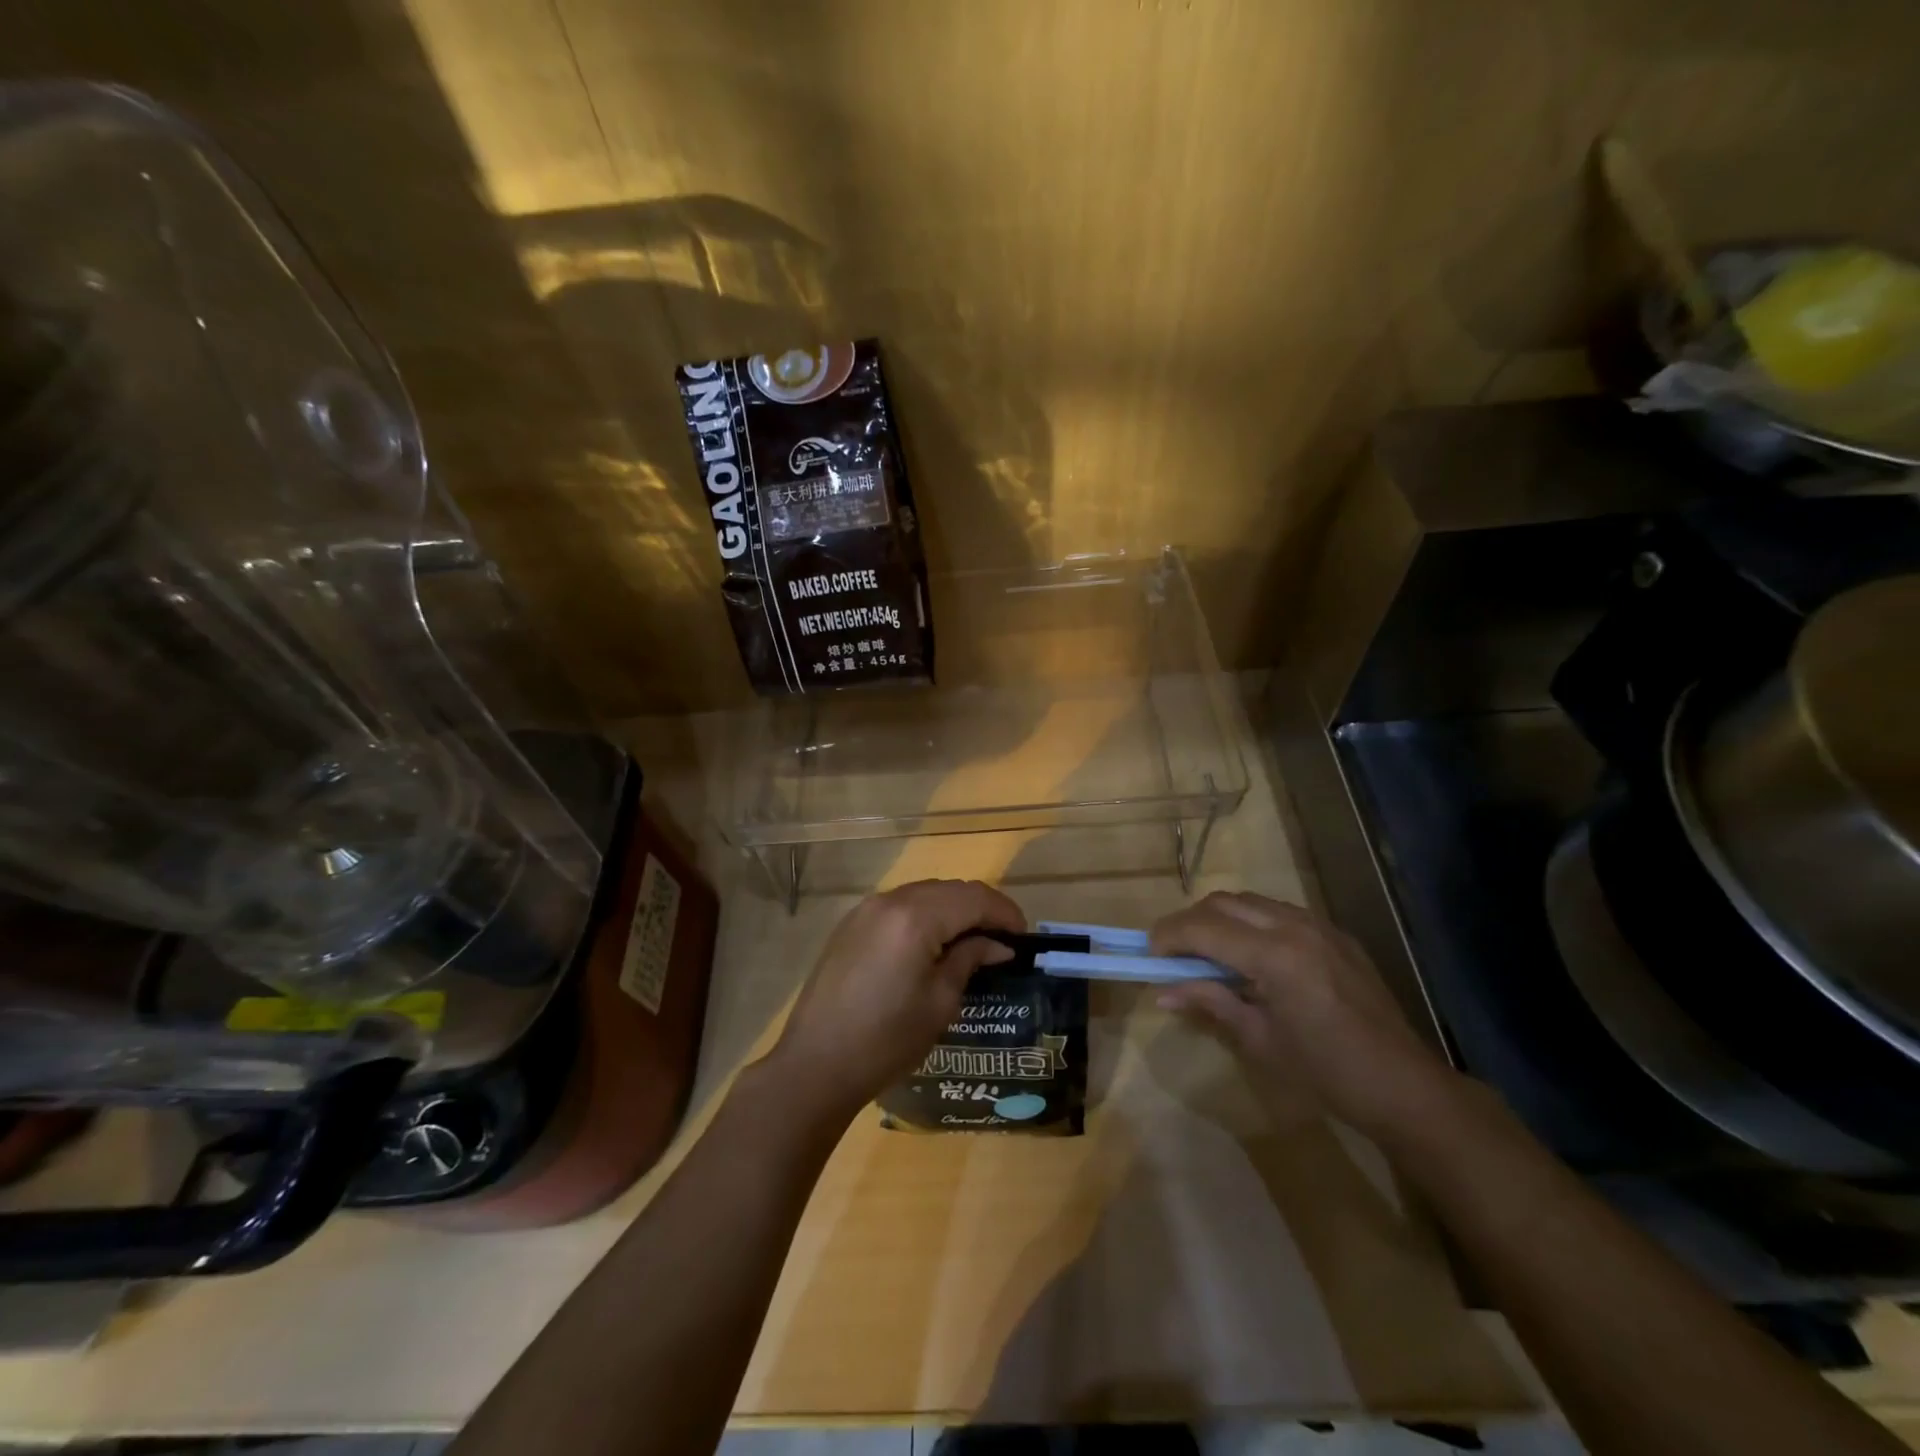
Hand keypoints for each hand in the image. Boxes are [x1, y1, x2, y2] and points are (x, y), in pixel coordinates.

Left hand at [767, 879, 1025, 1119]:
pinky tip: (934, 944)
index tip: (1024, 939)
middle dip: (981, 909)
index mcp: (916, 917)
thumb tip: (997, 945)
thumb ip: (970, 960)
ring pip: (925, 894)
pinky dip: (926, 915)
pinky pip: (900, 906)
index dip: (1005, 914)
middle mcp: (891, 900)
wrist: (815, 1064)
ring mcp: (866, 909)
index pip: (974, 898)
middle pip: (950, 889)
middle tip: (1003, 941)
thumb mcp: (940, 1002)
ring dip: (953, 910)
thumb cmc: (886, 1040)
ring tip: (973, 942)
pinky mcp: (852, 924)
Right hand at [1151, 892, 1459, 1139]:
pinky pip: (1278, 912)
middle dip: (1189, 922)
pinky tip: (1250, 955)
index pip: (1204, 928)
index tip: (1148, 953)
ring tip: (1207, 953)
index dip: (1168, 936)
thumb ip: (1211, 1003)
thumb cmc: (1327, 1072)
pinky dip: (1251, 922)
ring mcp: (1318, 925)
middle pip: (1223, 903)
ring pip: (1250, 902)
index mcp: (1275, 956)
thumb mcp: (1260, 1040)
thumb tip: (1162, 992)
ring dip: (1219, 918)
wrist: (1404, 1085)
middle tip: (1173, 953)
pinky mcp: (1334, 933)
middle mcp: (1294, 927)